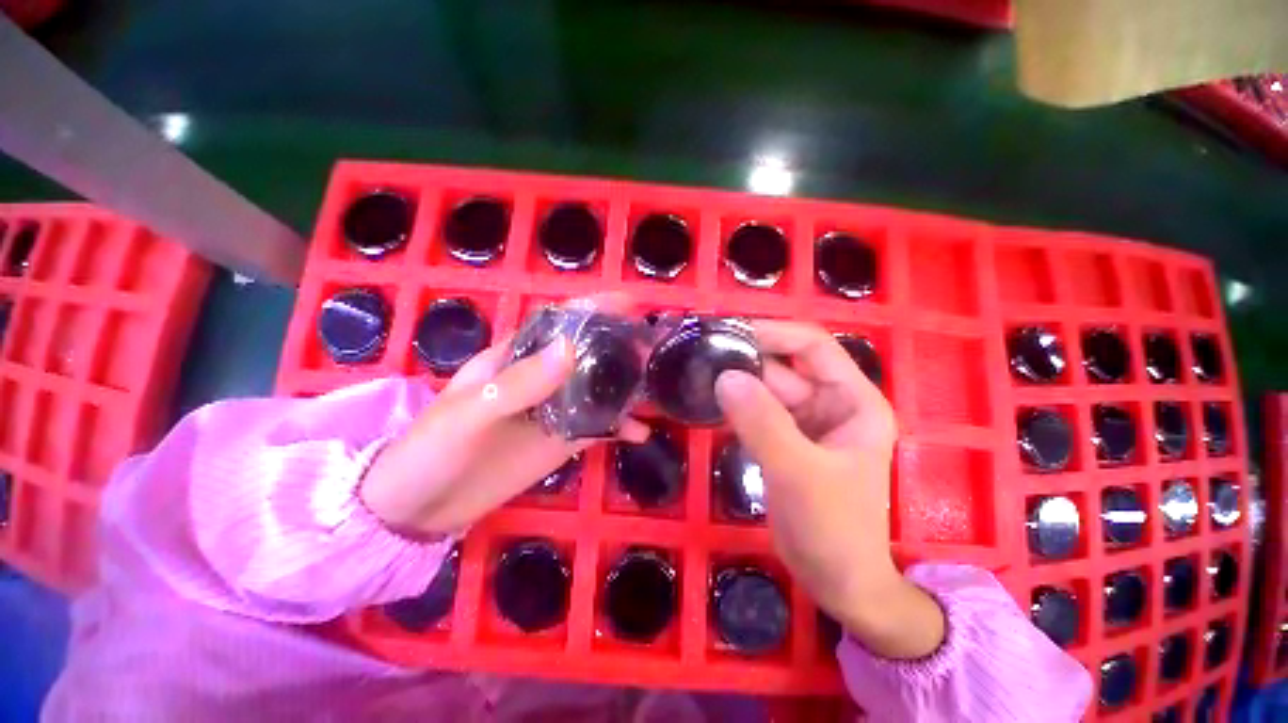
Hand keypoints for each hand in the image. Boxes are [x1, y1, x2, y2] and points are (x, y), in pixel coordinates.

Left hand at [361, 302, 647, 535]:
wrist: (420, 508)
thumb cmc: (433, 449)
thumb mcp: (471, 412)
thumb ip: (520, 383)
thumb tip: (572, 348)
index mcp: (516, 358)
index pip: (559, 322)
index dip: (593, 309)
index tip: (629, 302)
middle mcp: (541, 378)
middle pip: (587, 353)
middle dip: (620, 346)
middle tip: (652, 348)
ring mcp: (555, 411)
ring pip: (597, 389)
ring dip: (625, 386)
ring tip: (656, 385)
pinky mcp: (562, 441)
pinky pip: (597, 428)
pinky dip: (620, 427)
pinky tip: (641, 432)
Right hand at [715, 321, 943, 659]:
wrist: (837, 582)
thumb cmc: (833, 528)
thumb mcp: (799, 472)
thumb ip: (762, 423)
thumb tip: (725, 377)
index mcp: (853, 400)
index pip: (812, 346)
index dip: (773, 333)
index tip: (728, 332)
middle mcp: (830, 403)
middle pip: (783, 367)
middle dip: (745, 359)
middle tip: (700, 352)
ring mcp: (805, 422)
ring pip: (766, 389)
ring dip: (736, 382)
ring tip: (696, 372)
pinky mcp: (784, 440)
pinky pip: (757, 412)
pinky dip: (735, 405)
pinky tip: (708, 400)